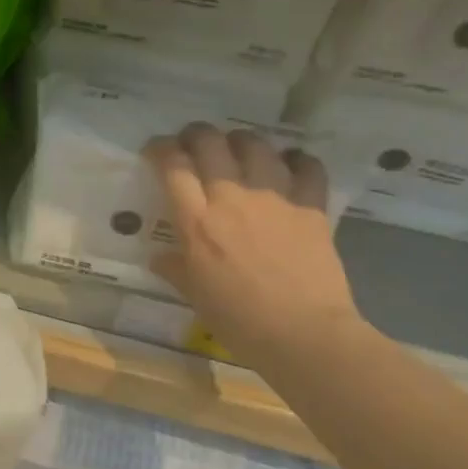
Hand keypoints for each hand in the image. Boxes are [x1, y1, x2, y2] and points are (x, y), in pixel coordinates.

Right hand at [145, 124, 361, 366]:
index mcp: (196, 223)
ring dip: (242, 140)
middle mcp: (231, 199)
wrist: (302, 334)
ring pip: (256, 146)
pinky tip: (290, 164)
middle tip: (194, 142)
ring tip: (239, 147)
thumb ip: (176, 268)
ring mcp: (274, 199)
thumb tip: (160, 257)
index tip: (157, 150)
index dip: (161, 149)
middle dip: (197, 134)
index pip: (173, 166)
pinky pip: (306, 167)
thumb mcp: (195, 295)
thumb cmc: (238, 320)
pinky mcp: (311, 207)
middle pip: (210, 144)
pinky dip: (296, 160)